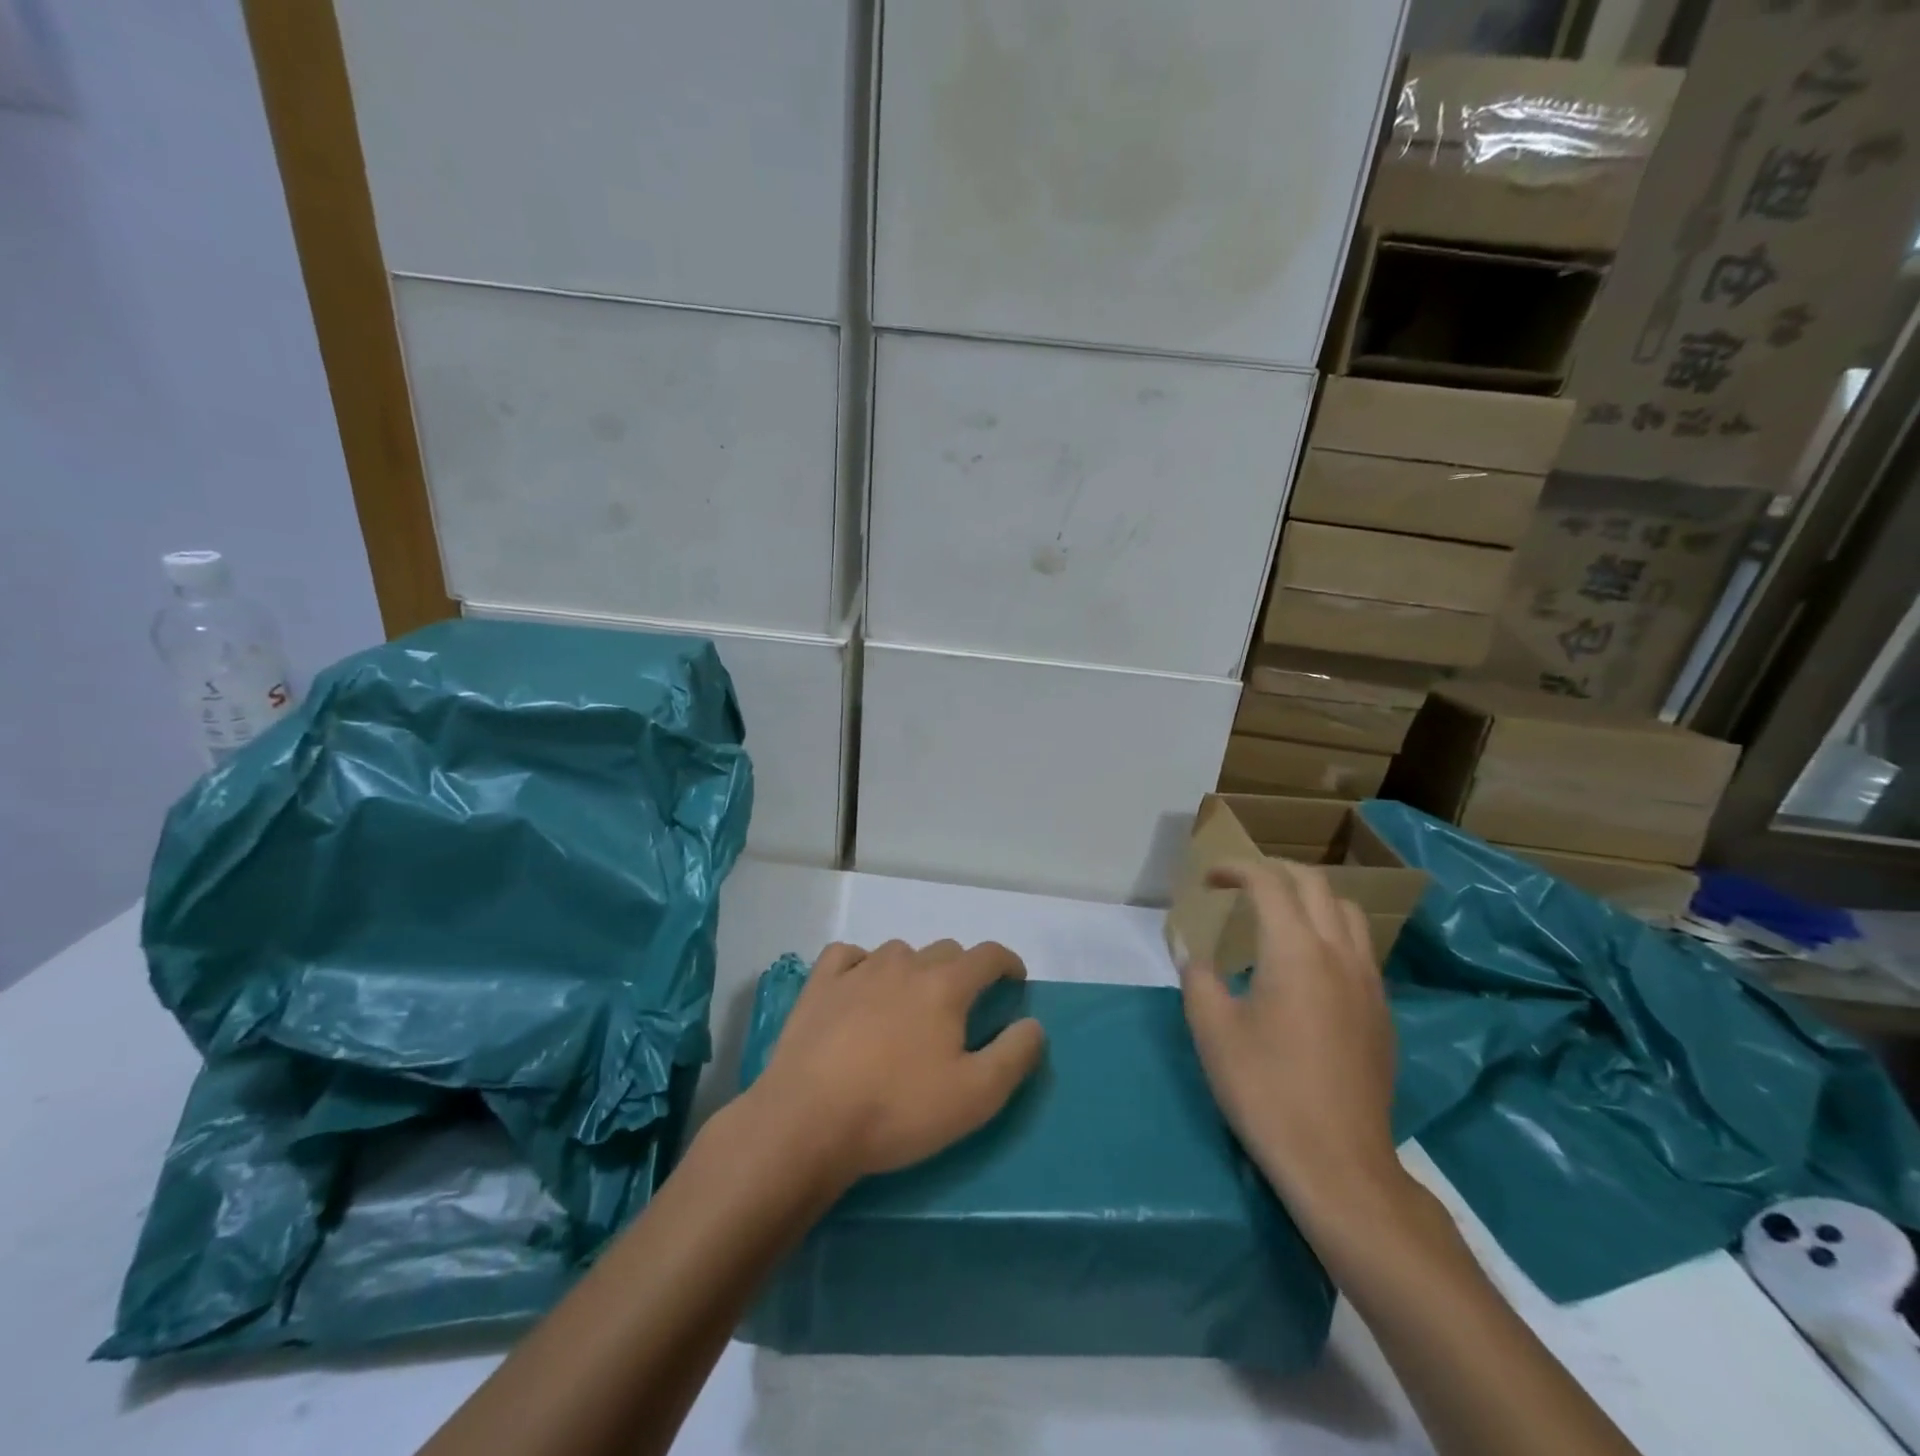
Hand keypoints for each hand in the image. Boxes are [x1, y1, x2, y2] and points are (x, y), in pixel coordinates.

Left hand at [744, 940, 1046, 1186]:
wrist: (808, 1121)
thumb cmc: (898, 1109)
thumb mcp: (975, 1096)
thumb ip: (1014, 1055)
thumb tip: (1032, 1024)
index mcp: (945, 985)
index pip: (987, 956)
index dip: (1007, 963)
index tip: (1015, 980)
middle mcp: (904, 964)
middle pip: (945, 951)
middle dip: (962, 971)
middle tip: (962, 1008)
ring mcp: (858, 970)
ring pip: (899, 953)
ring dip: (914, 970)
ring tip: (910, 1005)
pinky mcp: (819, 985)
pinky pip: (848, 956)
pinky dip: (862, 964)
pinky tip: (860, 987)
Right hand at [1178, 861, 1404, 1219]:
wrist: (1338, 1164)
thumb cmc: (1265, 1090)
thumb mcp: (1212, 1031)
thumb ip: (1198, 977)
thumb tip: (1191, 950)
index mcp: (1295, 951)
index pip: (1269, 884)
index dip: (1236, 869)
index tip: (1209, 879)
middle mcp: (1339, 954)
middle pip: (1315, 884)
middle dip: (1275, 872)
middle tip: (1241, 884)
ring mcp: (1369, 983)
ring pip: (1348, 912)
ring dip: (1311, 897)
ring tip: (1279, 914)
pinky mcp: (1382, 1012)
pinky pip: (1361, 948)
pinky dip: (1331, 931)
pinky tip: (1308, 964)